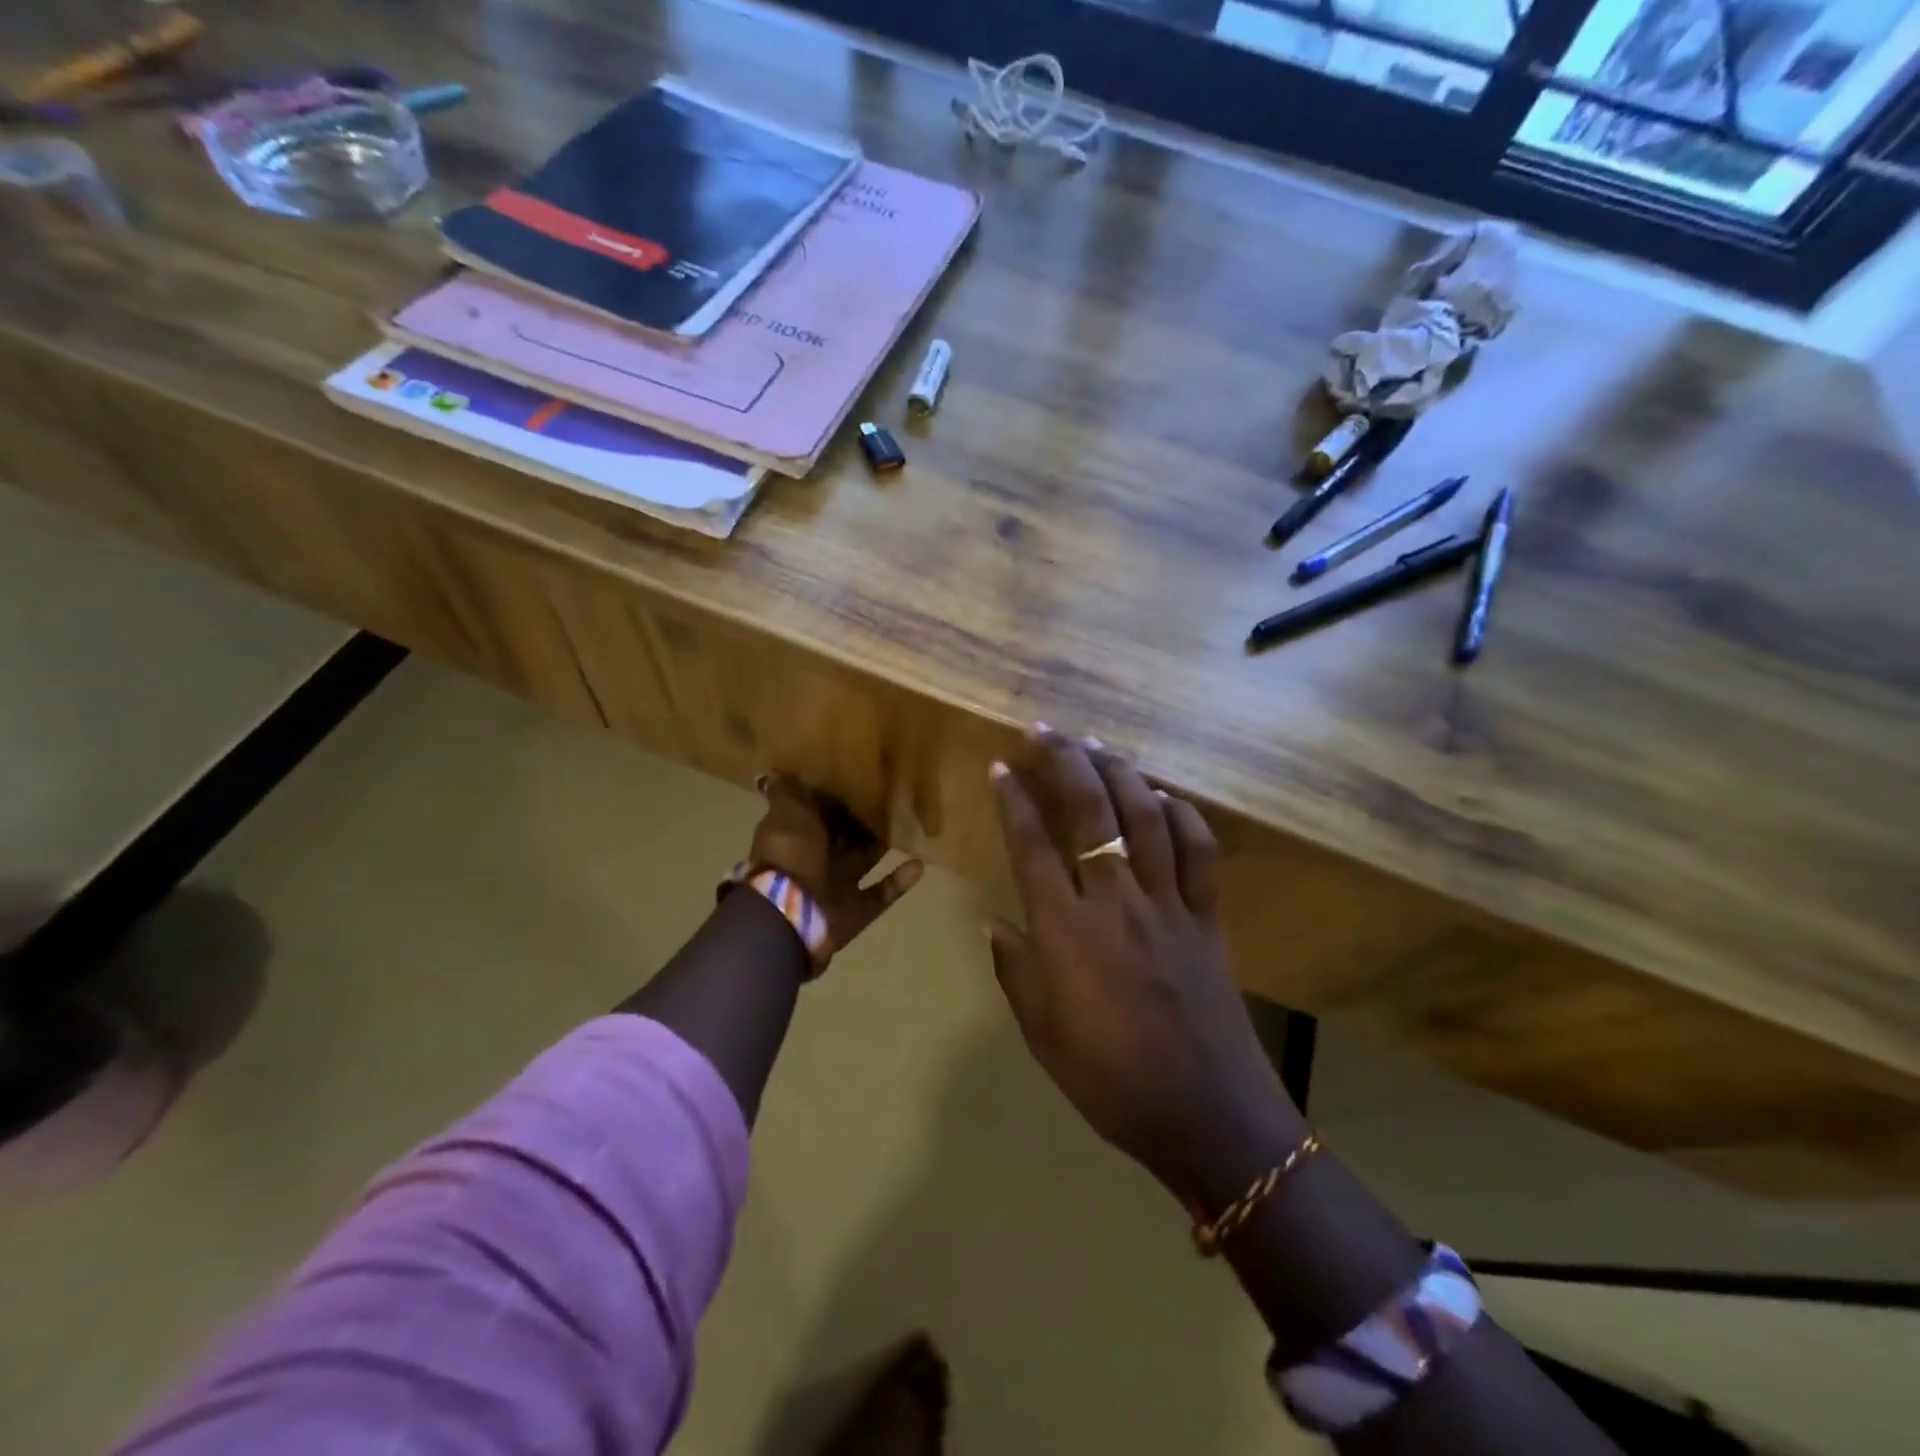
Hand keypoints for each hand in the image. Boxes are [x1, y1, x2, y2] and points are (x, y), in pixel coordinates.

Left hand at [747, 774, 923, 958]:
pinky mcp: (856, 910)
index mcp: (797, 834)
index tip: (861, 777)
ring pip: (865, 860)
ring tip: (909, 825)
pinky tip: (918, 864)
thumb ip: (788, 792)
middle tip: (893, 798)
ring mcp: (837, 886)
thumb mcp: (786, 812)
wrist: (789, 914)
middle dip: (863, 820)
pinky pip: (882, 893)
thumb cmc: (790, 854)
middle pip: (845, 836)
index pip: (819, 811)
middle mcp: (816, 859)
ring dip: (883, 845)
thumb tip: (778, 773)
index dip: (836, 797)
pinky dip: (899, 881)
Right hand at [986, 728, 1304, 1205]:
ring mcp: (1167, 904)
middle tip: (1045, 730)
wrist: (1207, 1114)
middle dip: (1065, 762)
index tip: (1000, 767)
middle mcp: (1115, 901)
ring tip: (1097, 744)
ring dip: (1119, 772)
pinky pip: (1199, 853)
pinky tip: (1166, 797)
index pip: (1032, 846)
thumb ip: (1015, 972)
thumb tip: (997, 924)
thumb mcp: (1042, 1034)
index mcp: (1066, 931)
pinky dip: (1183, 816)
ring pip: (1145, 817)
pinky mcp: (1207, 917)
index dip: (1013, 801)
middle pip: (1090, 812)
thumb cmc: (1111, 1080)